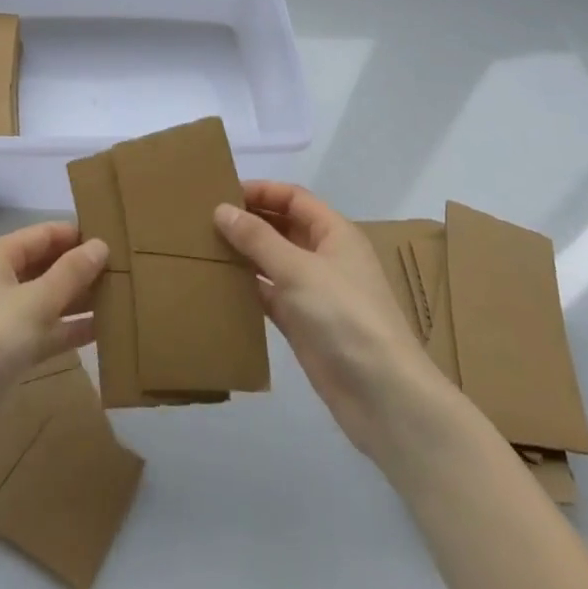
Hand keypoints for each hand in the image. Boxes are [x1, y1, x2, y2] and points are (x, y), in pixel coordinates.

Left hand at [0, 221, 107, 411]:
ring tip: (122, 296)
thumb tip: (101, 244)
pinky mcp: (7, 352)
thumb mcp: (35, 301)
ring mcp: (2, 319)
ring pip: (47, 299)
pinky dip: (69, 328)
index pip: (43, 234)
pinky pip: (45, 330)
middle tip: (125, 268)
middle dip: (81, 267)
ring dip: (79, 298)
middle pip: (45, 265)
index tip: (115, 236)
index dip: (76, 234)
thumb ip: (70, 273)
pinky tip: (103, 330)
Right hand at [215, 182, 443, 460]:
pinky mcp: (303, 324)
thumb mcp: (298, 269)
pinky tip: (219, 285)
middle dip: (249, 221)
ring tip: (205, 248)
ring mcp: (314, 292)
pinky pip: (270, 295)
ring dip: (245, 254)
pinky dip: (248, 288)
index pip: (293, 198)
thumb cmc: (345, 316)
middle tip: (205, 220)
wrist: (382, 396)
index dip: (261, 191)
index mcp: (334, 233)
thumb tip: (221, 209)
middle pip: (283, 227)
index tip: (222, 193)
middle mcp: (325, 257)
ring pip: (273, 261)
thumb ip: (257, 238)